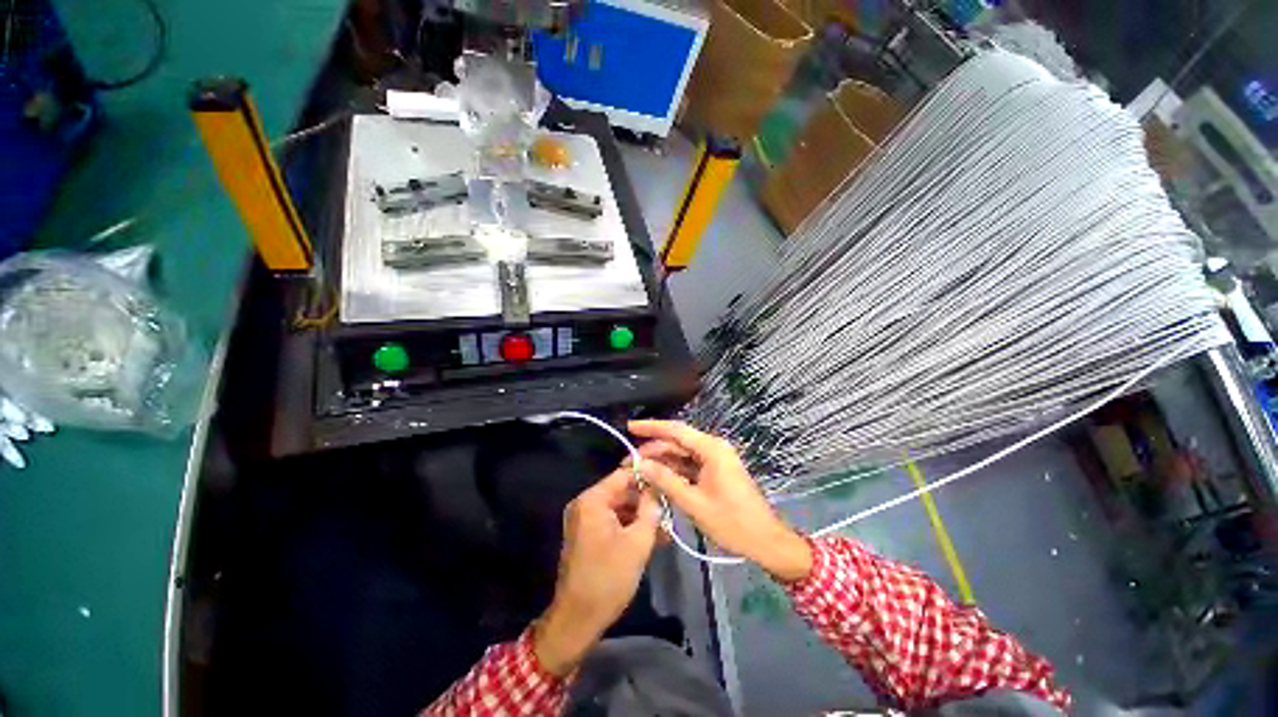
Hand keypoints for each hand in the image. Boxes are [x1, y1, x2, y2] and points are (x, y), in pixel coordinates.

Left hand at [533, 467, 661, 675]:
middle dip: (647, 500)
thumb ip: (650, 509)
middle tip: (672, 508)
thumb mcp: (638, 542)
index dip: (647, 476)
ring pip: (619, 507)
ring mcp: (584, 519)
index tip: (668, 481)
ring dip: (641, 515)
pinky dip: (629, 526)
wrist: (577, 620)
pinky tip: (652, 537)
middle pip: (621, 491)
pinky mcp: (586, 534)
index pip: (624, 474)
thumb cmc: (608, 579)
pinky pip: (612, 520)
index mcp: (593, 500)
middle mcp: (585, 503)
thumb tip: (657, 489)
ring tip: (666, 526)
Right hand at [629, 420, 812, 582]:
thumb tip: (641, 464)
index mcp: (712, 449)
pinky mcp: (715, 472)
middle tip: (629, 461)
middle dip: (653, 450)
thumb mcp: (694, 503)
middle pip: (677, 442)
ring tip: (638, 470)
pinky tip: (656, 478)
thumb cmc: (732, 522)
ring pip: (682, 454)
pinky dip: (673, 471)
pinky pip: (689, 465)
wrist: (765, 541)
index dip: (651, 427)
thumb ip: (666, 480)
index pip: (676, 430)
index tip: (630, 427)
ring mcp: (715, 460)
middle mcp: (713, 448)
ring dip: (661, 461)